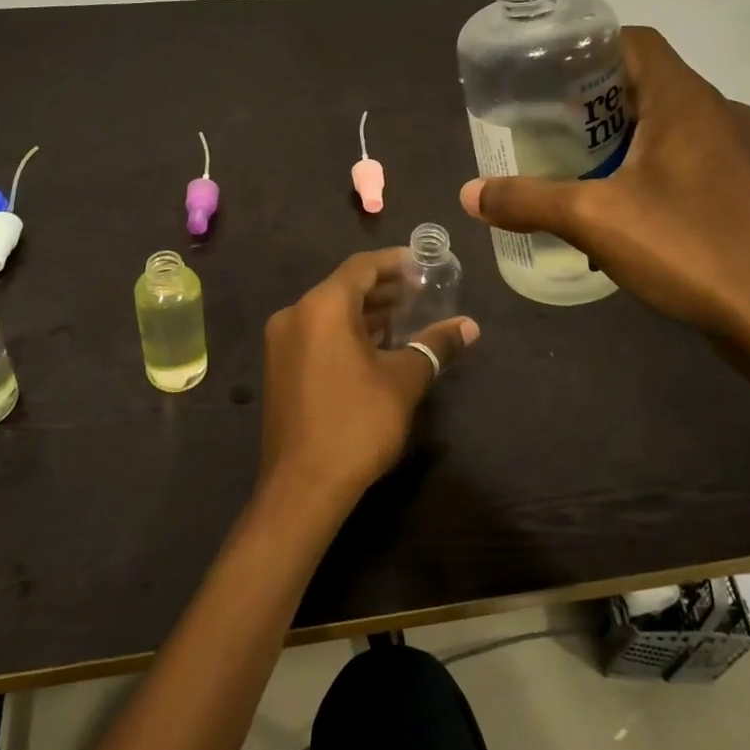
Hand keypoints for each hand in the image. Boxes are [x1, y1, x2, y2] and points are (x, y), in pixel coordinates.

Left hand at [256, 250, 477, 524]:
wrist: (302, 486)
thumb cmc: (357, 424)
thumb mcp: (403, 381)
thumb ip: (435, 345)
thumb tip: (469, 326)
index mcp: (322, 306)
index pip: (361, 267)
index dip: (394, 263)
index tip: (422, 264)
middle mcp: (295, 314)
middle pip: (344, 287)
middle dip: (383, 288)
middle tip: (421, 292)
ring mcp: (282, 341)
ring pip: (329, 312)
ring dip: (365, 312)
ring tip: (405, 317)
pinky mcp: (280, 366)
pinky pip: (317, 333)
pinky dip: (345, 331)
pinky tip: (375, 345)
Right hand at [461, 27, 749, 352]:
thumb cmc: (690, 250)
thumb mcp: (593, 221)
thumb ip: (527, 201)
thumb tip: (468, 193)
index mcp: (687, 102)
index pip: (635, 42)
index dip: (588, 48)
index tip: (547, 76)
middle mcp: (723, 114)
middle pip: (650, 84)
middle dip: (597, 101)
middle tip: (550, 129)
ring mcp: (747, 154)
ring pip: (674, 125)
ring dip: (627, 139)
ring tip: (582, 171)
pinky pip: (695, 161)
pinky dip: (656, 170)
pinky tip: (631, 213)